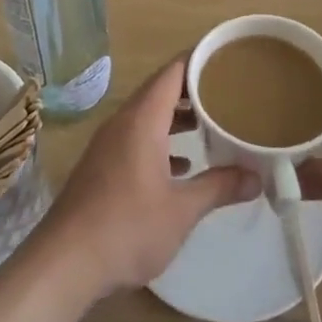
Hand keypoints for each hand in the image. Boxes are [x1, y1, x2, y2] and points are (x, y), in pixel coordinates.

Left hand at [35, 57, 256, 298]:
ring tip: (210, 125)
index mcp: (141, 120)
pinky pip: (136, 139)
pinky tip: (181, 167)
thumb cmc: (127, 228)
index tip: (228, 58)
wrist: (64, 263)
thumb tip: (257, 178)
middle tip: (228, 92)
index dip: (199, 60)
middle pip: (160, 91)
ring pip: (147, 117)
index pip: (172, 73)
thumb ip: (220, 187)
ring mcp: (107, 146)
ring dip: (176, 118)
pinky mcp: (101, 168)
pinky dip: (160, 142)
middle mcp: (122, 124)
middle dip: (193, 90)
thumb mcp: (182, 210)